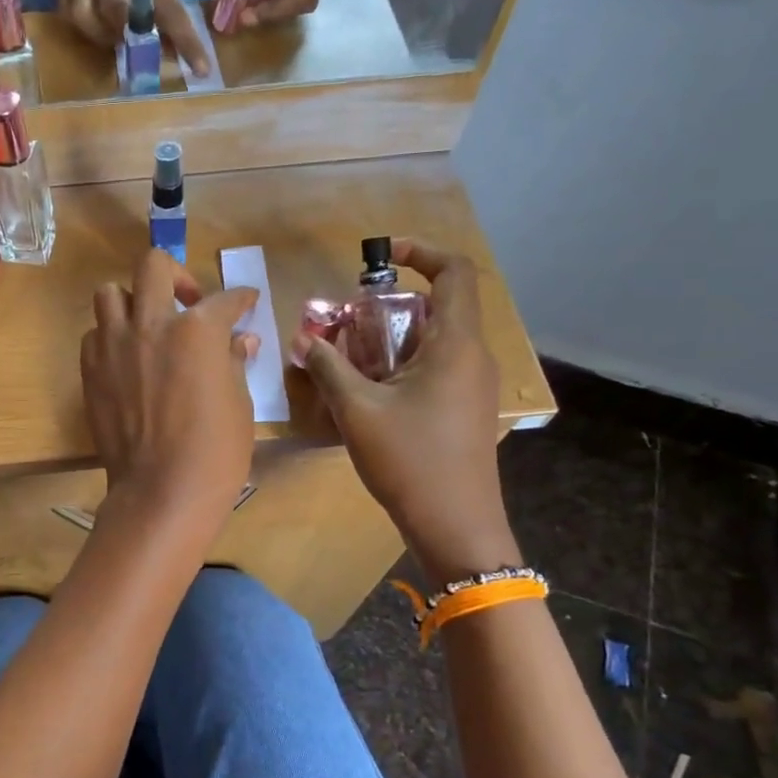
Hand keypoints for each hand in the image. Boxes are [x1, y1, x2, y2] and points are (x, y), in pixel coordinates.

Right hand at [51, 0, 211, 75]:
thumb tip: (174, 39)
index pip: (171, 13)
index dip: (188, 44)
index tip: (202, 70)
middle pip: (132, 27)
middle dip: (146, 44)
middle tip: (153, 48)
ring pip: (104, 32)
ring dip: (116, 39)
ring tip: (122, 33)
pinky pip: (81, 27)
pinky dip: (93, 31)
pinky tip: (100, 24)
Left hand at [81, 249, 259, 525]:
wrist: (161, 491)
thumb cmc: (215, 450)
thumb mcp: (238, 402)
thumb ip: (234, 361)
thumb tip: (242, 341)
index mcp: (196, 329)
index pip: (223, 299)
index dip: (240, 298)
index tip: (245, 301)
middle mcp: (150, 324)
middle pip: (154, 266)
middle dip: (176, 274)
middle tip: (189, 300)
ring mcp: (114, 345)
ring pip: (111, 293)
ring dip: (133, 300)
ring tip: (148, 323)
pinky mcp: (90, 369)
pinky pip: (94, 333)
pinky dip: (111, 335)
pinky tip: (127, 357)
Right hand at [296, 240, 515, 576]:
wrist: (455, 526)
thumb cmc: (410, 461)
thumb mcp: (358, 410)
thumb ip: (328, 367)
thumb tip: (304, 339)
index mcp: (456, 345)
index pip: (454, 272)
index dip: (421, 251)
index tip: (380, 256)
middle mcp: (472, 356)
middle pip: (440, 305)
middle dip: (392, 302)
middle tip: (350, 317)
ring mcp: (473, 385)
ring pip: (436, 338)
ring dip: (394, 334)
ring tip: (352, 353)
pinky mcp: (466, 408)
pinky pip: (437, 365)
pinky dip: (404, 361)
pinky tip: (371, 388)